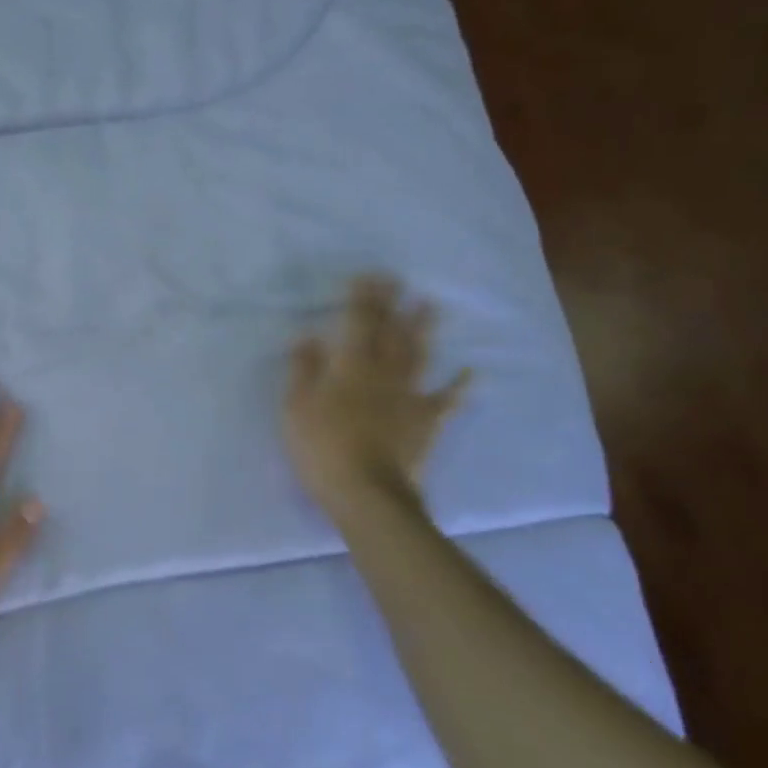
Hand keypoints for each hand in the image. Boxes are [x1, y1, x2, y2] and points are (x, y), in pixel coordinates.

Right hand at [284, 275, 470, 512]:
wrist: (366, 491)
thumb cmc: (322, 448)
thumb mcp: (296, 408)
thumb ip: (303, 370)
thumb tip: (309, 337)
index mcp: (349, 366)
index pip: (357, 322)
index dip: (362, 298)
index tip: (367, 276)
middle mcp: (383, 372)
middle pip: (389, 331)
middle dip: (392, 303)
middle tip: (398, 279)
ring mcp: (409, 395)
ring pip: (418, 355)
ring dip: (423, 329)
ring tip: (430, 305)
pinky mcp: (427, 420)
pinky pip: (447, 399)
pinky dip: (460, 385)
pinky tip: (471, 372)